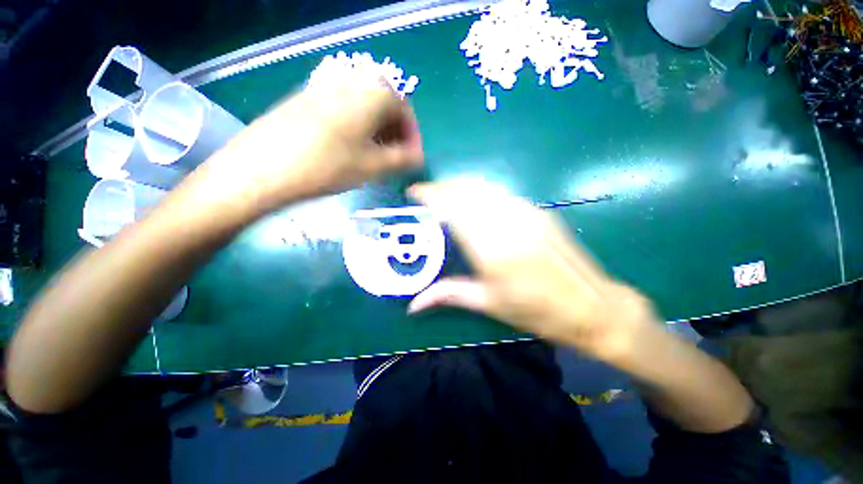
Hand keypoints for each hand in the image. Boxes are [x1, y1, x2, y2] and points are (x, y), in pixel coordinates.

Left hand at [182, 74, 423, 218]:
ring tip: (374, 157)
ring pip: (363, 108)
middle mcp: (349, 82)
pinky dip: (355, 128)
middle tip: (395, 159)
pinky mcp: (306, 99)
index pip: (405, 109)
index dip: (412, 135)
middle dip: (395, 133)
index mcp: (371, 93)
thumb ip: (403, 160)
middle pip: (384, 106)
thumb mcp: (374, 166)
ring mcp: (324, 87)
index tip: (411, 157)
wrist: (263, 167)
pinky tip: (350, 149)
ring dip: (376, 132)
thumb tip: (419, 157)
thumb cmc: (328, 166)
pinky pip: (343, 109)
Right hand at [408, 181, 659, 360]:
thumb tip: (412, 305)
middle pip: (466, 191)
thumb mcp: (489, 305)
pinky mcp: (538, 210)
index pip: (453, 210)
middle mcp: (508, 224)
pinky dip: (479, 188)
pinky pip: (500, 191)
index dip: (431, 196)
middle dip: (441, 187)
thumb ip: (448, 295)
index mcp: (492, 250)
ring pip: (483, 186)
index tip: (414, 194)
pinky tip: (472, 197)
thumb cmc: (538, 312)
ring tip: (444, 192)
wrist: (593, 306)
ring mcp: (526, 213)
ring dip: (459, 184)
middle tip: (426, 194)